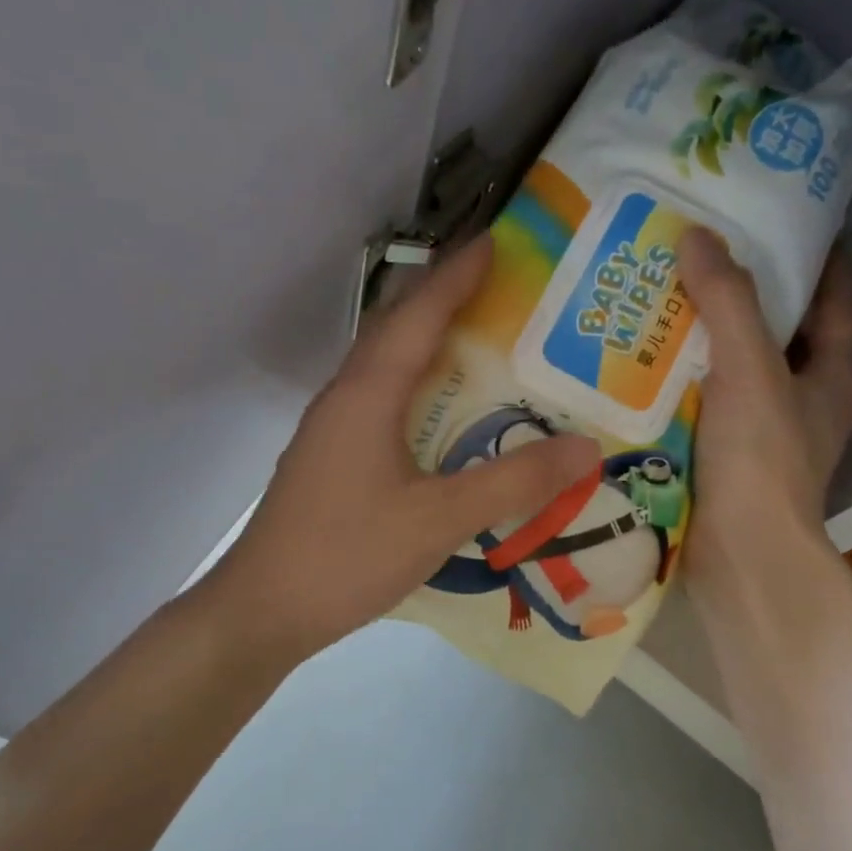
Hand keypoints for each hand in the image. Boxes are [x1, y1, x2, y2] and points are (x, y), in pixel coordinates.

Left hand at [203, 235, 600, 662]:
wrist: (265, 609)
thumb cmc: (348, 554)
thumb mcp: (440, 520)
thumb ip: (513, 483)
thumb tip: (587, 449)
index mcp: (368, 394)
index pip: (418, 314)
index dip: (458, 275)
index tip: (498, 241)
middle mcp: (345, 398)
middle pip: (395, 330)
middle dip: (443, 300)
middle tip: (499, 290)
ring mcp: (331, 431)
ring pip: (384, 369)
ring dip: (426, 346)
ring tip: (478, 345)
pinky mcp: (329, 461)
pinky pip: (378, 404)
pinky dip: (414, 390)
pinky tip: (439, 417)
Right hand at [677, 229, 851, 610]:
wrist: (738, 557)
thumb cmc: (760, 460)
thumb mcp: (751, 370)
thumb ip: (727, 302)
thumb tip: (697, 235)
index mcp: (831, 377)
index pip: (834, 300)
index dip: (815, 259)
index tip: (780, 220)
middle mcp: (802, 404)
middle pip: (777, 335)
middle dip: (744, 297)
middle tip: (697, 257)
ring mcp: (761, 438)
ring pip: (733, 373)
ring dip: (702, 343)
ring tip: (658, 302)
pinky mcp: (722, 463)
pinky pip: (700, 408)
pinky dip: (678, 386)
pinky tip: (639, 367)